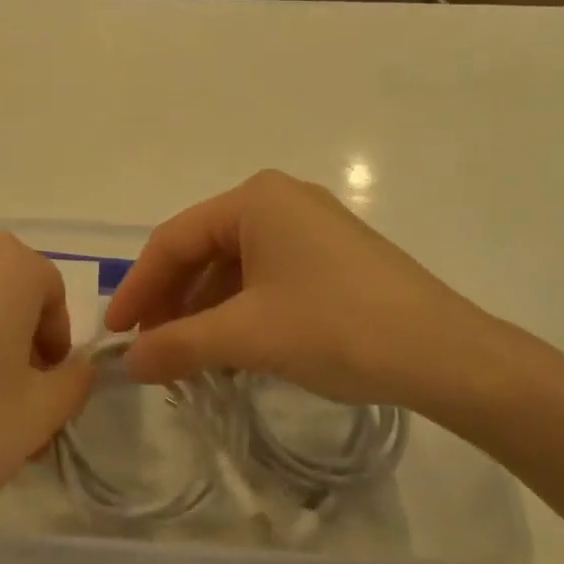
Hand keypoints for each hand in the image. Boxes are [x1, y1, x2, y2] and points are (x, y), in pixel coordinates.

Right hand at [105, 171, 516, 422]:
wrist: (446, 354)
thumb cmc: (337, 328)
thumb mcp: (248, 337)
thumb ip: (179, 345)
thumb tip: (128, 363)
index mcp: (255, 200)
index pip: (174, 240)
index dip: (139, 288)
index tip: (116, 334)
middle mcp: (280, 200)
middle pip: (203, 250)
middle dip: (173, 301)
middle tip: (152, 350)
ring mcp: (310, 227)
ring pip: (235, 267)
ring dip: (206, 311)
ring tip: (189, 358)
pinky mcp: (332, 256)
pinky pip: (267, 277)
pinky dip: (241, 311)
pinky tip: (233, 349)